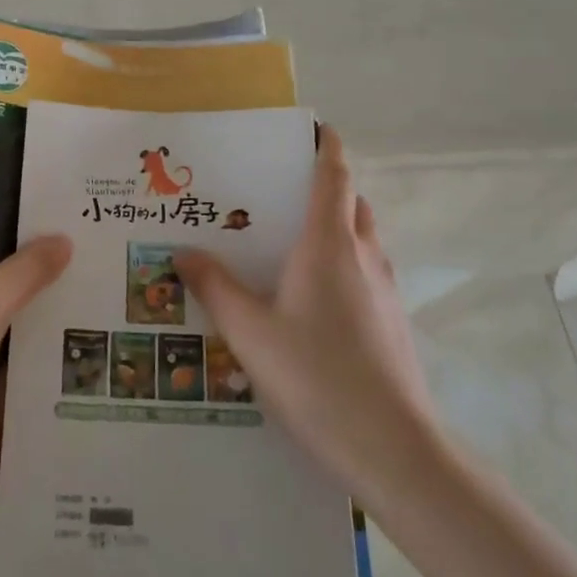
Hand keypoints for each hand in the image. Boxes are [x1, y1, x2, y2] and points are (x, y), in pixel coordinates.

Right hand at [176, 125, 434, 498]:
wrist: (393, 449)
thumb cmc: (317, 377)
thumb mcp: (250, 332)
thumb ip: (214, 287)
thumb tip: (182, 252)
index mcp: (330, 243)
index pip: (334, 174)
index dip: (325, 145)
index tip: (310, 127)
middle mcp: (364, 255)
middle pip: (350, 202)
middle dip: (323, 186)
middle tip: (276, 193)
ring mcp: (385, 290)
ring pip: (361, 238)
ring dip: (334, 226)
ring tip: (287, 244)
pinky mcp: (392, 321)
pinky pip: (365, 272)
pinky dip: (341, 263)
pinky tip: (308, 300)